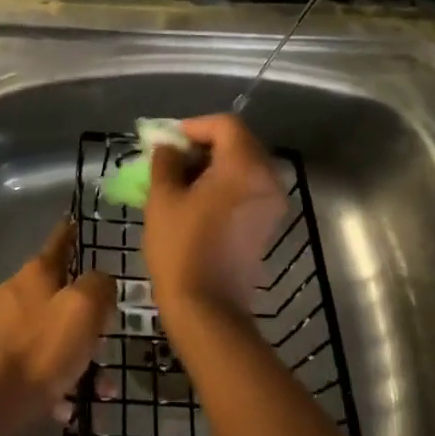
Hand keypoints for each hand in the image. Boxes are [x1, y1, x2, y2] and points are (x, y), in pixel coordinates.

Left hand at [0, 217, 116, 428]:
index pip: (60, 240)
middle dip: (88, 314)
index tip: (77, 221)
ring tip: (101, 386)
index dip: (72, 232)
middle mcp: (17, 293)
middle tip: (108, 333)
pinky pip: (40, 364)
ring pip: (53, 333)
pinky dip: (59, 380)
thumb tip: (100, 281)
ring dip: (79, 356)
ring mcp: (5, 328)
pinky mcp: (0, 361)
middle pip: (60, 292)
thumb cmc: (43, 348)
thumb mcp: (84, 308)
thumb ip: (99, 285)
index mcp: (36, 272)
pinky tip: (71, 405)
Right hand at [144, 114, 286, 328]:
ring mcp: (272, 202)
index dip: (195, 126)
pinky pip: (248, 187)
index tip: (169, 140)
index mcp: (244, 166)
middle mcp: (267, 178)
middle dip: (205, 144)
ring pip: (244, 165)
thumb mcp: (162, 198)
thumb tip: (169, 147)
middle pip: (239, 142)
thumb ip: (165, 161)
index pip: (225, 125)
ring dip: (215, 164)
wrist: (208, 309)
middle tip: (173, 157)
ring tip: (181, 178)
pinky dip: (226, 183)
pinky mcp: (268, 223)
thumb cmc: (181, 248)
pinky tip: (198, 198)